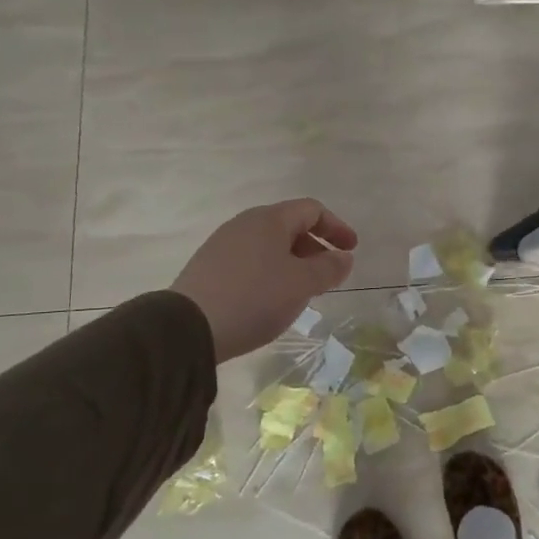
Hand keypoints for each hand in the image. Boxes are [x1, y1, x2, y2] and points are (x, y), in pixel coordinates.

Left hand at [171, 199, 357, 362]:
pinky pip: (250, 261)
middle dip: (315, 247)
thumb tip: (343, 257)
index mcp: (269, 219)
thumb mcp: (302, 284)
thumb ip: (329, 268)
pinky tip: (271, 300)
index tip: (351, 250)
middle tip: (328, 274)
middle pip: (289, 226)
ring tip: (302, 290)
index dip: (337, 227)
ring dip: (293, 263)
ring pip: (269, 245)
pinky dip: (271, 273)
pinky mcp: (208, 268)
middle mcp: (244, 224)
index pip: (312, 210)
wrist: (187, 328)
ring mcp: (222, 245)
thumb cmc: (255, 298)